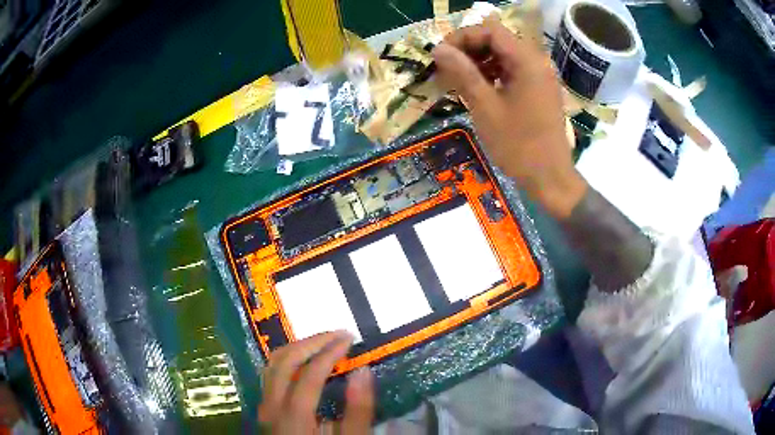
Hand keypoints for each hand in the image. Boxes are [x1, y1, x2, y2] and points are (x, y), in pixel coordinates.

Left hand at [258, 331, 374, 433]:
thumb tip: (363, 370)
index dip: (330, 351)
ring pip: (272, 363)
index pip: (309, 373)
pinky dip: (287, 359)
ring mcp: (264, 406)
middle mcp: (271, 405)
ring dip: (297, 348)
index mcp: (293, 415)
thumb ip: (358, 410)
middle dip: (312, 342)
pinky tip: (303, 361)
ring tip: (322, 342)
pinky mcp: (265, 408)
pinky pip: (270, 373)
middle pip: (284, 360)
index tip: (349, 338)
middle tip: (337, 334)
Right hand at [432, 20, 586, 218]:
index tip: (442, 55)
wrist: (550, 178)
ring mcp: (540, 76)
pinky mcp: (539, 90)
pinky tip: (477, 90)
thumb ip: (462, 73)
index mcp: (527, 61)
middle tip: (446, 69)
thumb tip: (439, 49)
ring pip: (504, 56)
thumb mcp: (485, 107)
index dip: (462, 37)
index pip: (490, 30)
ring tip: (457, 80)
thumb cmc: (518, 145)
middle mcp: (536, 62)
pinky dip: (492, 75)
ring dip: (479, 62)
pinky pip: (512, 71)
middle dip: (469, 50)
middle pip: (498, 40)